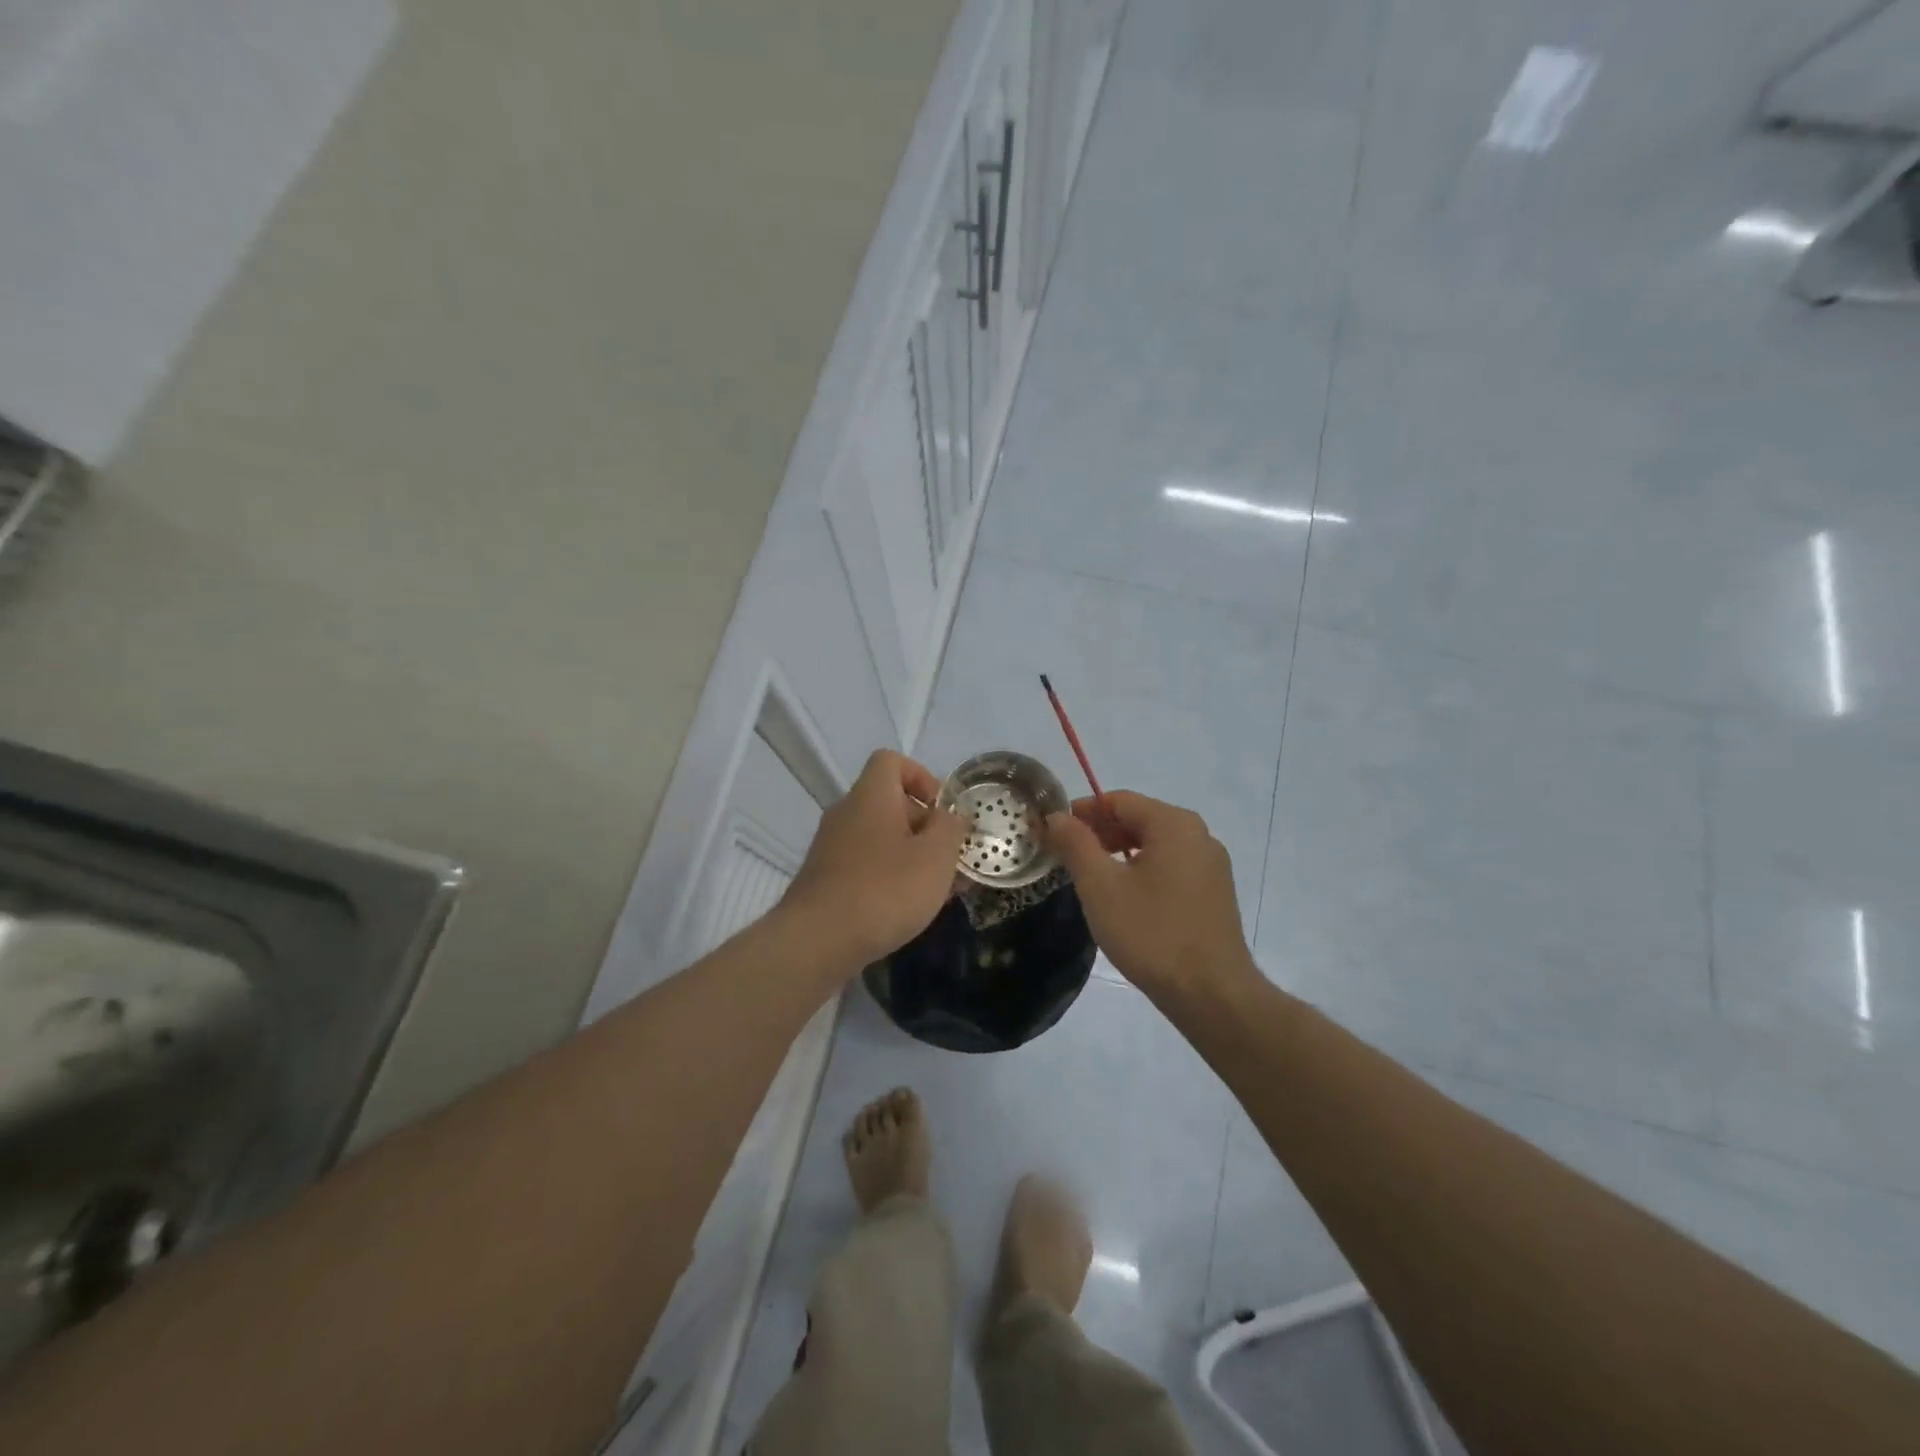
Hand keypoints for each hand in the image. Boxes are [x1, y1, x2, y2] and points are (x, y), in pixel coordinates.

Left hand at [782, 750, 967, 970]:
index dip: (921, 776)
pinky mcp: (824, 878)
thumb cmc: (885, 890)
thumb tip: (949, 817)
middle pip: (888, 802)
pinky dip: (887, 876)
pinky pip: (864, 864)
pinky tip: (905, 909)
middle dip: (923, 826)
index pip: (891, 761)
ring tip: (935, 890)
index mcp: (871, 796)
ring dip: (909, 855)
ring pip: (878, 837)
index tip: (941, 810)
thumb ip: (950, 829)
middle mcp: (846, 813)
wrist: (817, 941)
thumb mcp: (936, 856)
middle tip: (948, 859)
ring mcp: (831, 847)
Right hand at [1045, 791, 1259, 999]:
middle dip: (1100, 833)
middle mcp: (1199, 835)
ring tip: (1090, 878)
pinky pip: (1171, 867)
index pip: (1119, 800)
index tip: (1053, 832)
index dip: (1082, 812)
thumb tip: (1056, 815)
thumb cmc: (1151, 933)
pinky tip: (1124, 899)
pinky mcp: (1215, 893)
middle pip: (1139, 819)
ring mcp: (1212, 866)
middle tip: (1066, 856)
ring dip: (1119, 853)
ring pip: (1155, 845)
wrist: (1212, 994)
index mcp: (1174, 824)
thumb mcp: (1101, 886)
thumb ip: (1076, 843)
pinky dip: (1142, 871)